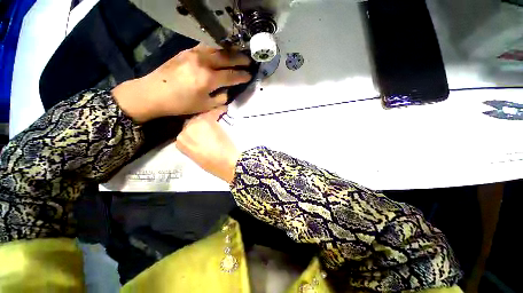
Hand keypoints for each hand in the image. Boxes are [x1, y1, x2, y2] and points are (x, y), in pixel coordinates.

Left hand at [112, 44, 251, 122]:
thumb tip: (228, 91)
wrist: (153, 93)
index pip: (231, 75)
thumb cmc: (181, 104)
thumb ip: (221, 98)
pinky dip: (217, 49)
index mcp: (208, 79)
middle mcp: (203, 63)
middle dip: (240, 59)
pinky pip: (207, 47)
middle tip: (249, 61)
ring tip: (239, 54)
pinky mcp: (187, 51)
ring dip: (230, 51)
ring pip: (217, 49)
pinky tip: (222, 52)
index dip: (242, 76)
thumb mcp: (205, 106)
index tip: (250, 75)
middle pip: (227, 58)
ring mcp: (194, 54)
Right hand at [175, 106, 239, 182]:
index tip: (202, 132)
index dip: (195, 132)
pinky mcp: (209, 120)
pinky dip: (219, 110)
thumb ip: (193, 145)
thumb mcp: (197, 157)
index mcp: (181, 142)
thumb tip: (197, 139)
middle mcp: (185, 130)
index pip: (185, 132)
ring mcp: (197, 123)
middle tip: (209, 126)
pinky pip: (213, 112)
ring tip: (216, 119)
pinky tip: (224, 110)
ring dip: (207, 117)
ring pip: (201, 116)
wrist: (227, 162)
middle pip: (191, 122)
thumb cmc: (213, 164)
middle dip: (199, 124)